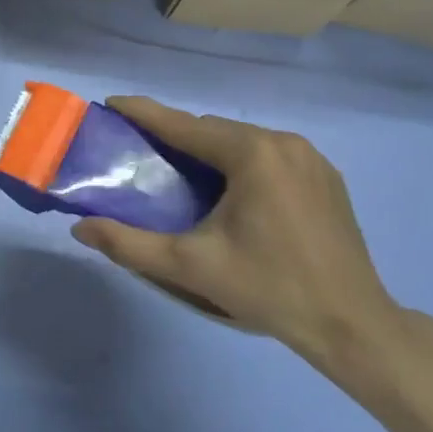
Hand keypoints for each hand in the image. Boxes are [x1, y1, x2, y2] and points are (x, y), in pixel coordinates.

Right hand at [69, 96, 400, 368]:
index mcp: (252, 154)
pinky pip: (268, 154)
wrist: (353, 327)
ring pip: (241, 140)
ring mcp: (310, 157)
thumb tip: (80, 229)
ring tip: (179, 168)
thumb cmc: (269, 289)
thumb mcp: (191, 266)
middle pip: (213, 131)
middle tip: (141, 148)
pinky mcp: (326, 176)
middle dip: (175, 134)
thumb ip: (130, 244)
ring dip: (207, 149)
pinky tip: (228, 187)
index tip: (111, 104)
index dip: (144, 113)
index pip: (184, 125)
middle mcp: (283, 143)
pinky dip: (239, 160)